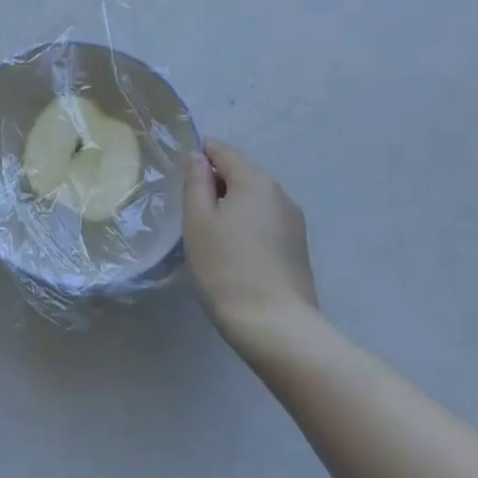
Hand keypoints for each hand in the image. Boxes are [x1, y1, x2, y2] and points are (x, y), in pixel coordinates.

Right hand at [183, 139, 316, 347]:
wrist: (275, 326)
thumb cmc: (226, 266)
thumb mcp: (198, 220)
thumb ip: (196, 182)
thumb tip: (196, 156)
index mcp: (255, 180)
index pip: (223, 151)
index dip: (200, 154)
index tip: (179, 172)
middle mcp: (280, 194)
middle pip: (241, 174)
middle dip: (215, 183)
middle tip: (188, 208)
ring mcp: (293, 222)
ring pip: (254, 200)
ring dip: (231, 206)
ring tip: (208, 232)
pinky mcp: (297, 248)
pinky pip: (265, 222)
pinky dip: (246, 225)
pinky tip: (232, 250)